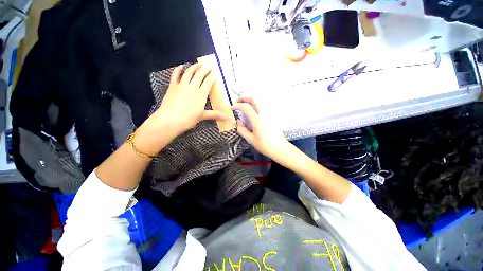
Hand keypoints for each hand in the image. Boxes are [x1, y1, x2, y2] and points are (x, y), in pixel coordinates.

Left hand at [152, 63, 227, 135]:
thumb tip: (227, 118)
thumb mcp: (202, 116)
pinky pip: (175, 75)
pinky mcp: (173, 86)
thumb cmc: (188, 119)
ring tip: (199, 63)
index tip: (215, 72)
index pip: (208, 82)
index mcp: (201, 94)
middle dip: (205, 68)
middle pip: (200, 75)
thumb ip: (215, 115)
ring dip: (194, 66)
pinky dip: (178, 70)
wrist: (170, 119)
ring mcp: (182, 85)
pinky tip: (181, 66)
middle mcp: (192, 87)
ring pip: (189, 72)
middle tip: (209, 64)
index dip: (212, 76)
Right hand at [232, 97, 288, 160]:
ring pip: (260, 101)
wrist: (279, 148)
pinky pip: (264, 106)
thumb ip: (242, 129)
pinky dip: (257, 104)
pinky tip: (254, 110)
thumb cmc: (264, 145)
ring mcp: (269, 114)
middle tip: (238, 101)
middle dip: (245, 98)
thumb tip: (238, 121)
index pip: (246, 107)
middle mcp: (264, 114)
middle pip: (254, 99)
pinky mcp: (272, 116)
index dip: (237, 105)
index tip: (232, 108)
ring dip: (251, 100)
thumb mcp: (250, 139)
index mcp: (257, 120)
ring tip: (245, 104)